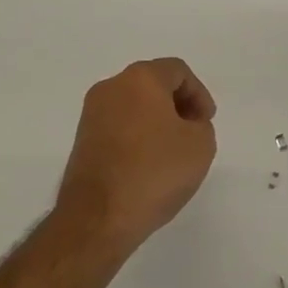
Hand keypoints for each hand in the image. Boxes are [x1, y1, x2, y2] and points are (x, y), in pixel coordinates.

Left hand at [54, 58, 218, 257]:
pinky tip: (148, 164)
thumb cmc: (154, 172)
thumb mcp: (200, 146)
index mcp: (140, 78)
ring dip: (156, 121)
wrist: (98, 216)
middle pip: (152, 84)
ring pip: (133, 105)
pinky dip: (136, 135)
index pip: (177, 71)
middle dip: (177, 104)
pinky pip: (118, 125)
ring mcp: (92, 113)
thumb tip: (184, 125)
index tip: (206, 123)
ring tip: (171, 152)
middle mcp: (111, 87)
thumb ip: (201, 125)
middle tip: (192, 133)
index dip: (199, 94)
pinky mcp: (82, 139)